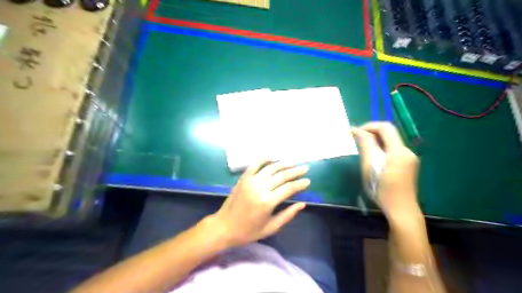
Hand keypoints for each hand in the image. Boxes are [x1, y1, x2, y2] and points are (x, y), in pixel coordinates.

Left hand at [210, 160, 309, 246]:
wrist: (223, 227)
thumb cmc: (248, 231)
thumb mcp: (270, 228)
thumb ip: (287, 215)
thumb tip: (302, 204)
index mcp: (267, 202)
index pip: (289, 188)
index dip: (300, 184)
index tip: (308, 181)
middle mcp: (260, 188)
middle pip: (282, 176)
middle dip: (295, 171)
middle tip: (305, 168)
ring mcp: (250, 181)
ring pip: (271, 168)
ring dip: (284, 164)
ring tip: (294, 162)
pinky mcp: (243, 178)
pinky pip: (255, 164)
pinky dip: (264, 158)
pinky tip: (273, 156)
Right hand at [350, 121, 418, 224]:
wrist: (400, 209)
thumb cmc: (381, 189)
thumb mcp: (369, 166)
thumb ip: (365, 145)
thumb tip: (356, 130)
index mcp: (398, 151)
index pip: (385, 127)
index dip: (369, 126)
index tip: (355, 133)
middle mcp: (407, 151)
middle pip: (389, 133)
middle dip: (372, 133)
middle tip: (357, 141)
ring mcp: (410, 158)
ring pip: (391, 142)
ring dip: (376, 141)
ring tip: (363, 150)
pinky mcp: (409, 164)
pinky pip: (394, 150)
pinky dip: (382, 149)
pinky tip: (374, 159)